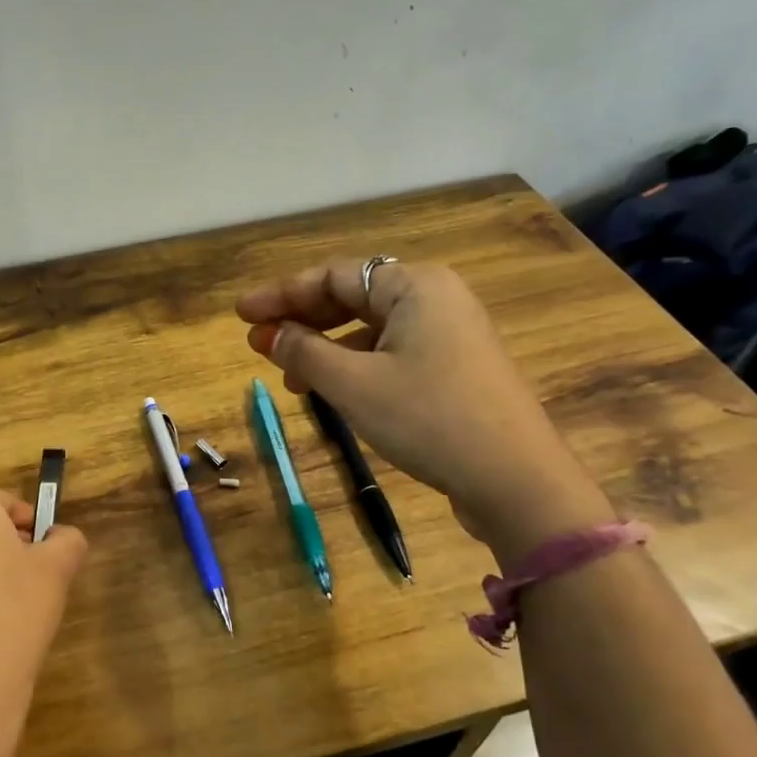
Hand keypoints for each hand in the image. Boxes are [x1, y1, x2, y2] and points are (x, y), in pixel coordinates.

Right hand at [236, 259, 610, 560]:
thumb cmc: (428, 418)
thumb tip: (269, 334)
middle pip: (353, 296)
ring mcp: (450, 333)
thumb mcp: (354, 385)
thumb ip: (304, 353)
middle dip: (302, 319)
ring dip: (325, 347)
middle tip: (258, 341)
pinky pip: (392, 351)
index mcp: (415, 285)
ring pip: (371, 328)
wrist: (515, 480)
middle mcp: (435, 297)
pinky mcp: (455, 366)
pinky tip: (332, 389)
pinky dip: (355, 364)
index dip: (281, 294)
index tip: (240, 314)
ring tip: (289, 377)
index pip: (334, 276)